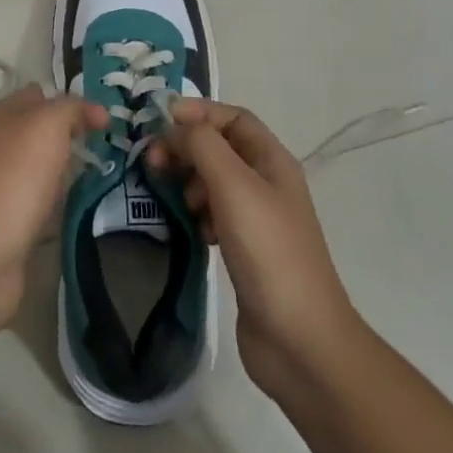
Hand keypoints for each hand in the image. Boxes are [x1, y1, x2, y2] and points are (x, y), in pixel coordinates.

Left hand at [0, 85, 107, 336]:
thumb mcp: (47, 125)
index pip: (39, 96)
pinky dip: (56, 207)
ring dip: (64, 173)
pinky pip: (38, 205)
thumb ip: (72, 109)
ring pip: (39, 169)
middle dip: (70, 137)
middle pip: (39, 133)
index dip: (71, 103)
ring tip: (101, 178)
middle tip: (108, 149)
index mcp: (0, 115)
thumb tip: (96, 111)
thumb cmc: (14, 178)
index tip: (105, 122)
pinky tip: (76, 211)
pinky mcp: (5, 223)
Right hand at [147, 100, 360, 400]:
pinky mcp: (245, 250)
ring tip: (172, 198)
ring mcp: (257, 219)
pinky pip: (213, 215)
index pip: (234, 117)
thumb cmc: (268, 251)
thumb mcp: (234, 185)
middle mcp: (267, 183)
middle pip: (220, 148)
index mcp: (273, 161)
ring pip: (214, 182)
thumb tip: (175, 124)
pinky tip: (190, 229)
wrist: (299, 340)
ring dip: (189, 181)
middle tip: (153, 161)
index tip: (160, 121)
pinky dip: (196, 214)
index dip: (199, 112)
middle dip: (187, 147)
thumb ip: (202, 145)